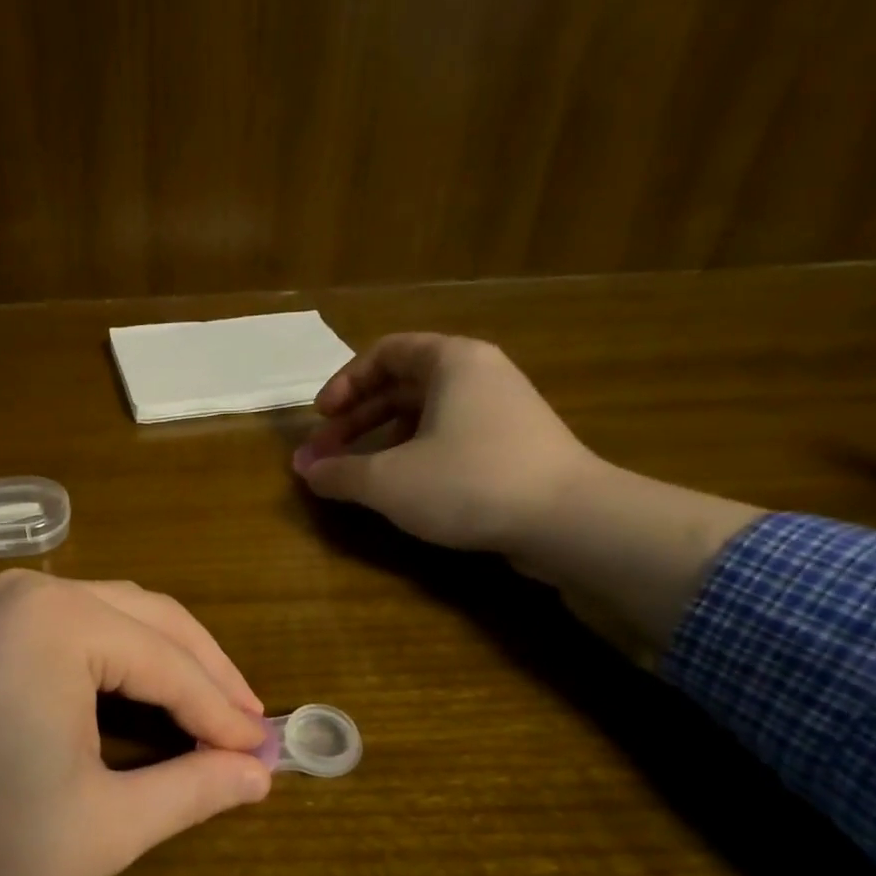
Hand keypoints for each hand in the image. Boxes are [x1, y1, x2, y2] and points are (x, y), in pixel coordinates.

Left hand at [0, 572, 271, 875]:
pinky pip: (80, 625)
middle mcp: (38, 591)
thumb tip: (259, 774)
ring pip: (119, 615)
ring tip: (211, 714)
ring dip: (170, 660)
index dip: (224, 713)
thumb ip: (191, 790)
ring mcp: (6, 602)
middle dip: (207, 674)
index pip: (171, 664)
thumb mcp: (104, 826)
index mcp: (64, 623)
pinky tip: (147, 695)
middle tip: (249, 730)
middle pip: (153, 620)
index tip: (267, 754)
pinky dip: (124, 658)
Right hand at [293, 333, 596, 560]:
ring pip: (425, 415)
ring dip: (381, 442)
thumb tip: (306, 470)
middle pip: (402, 385)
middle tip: (324, 455)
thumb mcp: (387, 480)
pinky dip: (414, 457)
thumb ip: (338, 472)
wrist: (568, 522)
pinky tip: (401, 490)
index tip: (320, 418)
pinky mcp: (513, 449)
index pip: (385, 353)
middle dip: (356, 420)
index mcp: (452, 362)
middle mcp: (479, 376)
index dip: (345, 383)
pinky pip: (449, 439)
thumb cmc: (468, 482)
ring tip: (356, 476)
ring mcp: (502, 412)